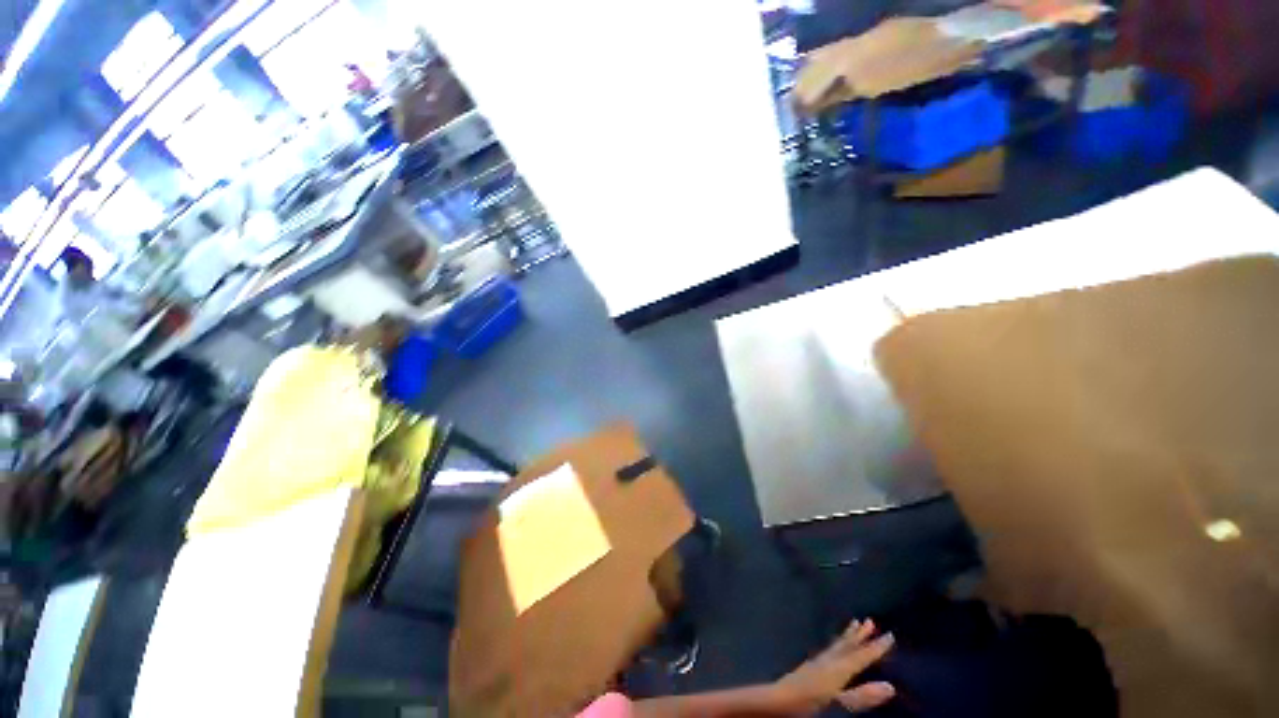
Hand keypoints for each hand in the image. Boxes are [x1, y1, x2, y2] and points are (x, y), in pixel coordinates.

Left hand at [771, 619, 895, 714]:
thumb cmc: (810, 701)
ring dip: (848, 635)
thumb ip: (862, 696)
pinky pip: (830, 649)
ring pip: (838, 644)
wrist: (778, 699)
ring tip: (855, 623)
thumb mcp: (839, 703)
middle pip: (847, 645)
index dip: (876, 647)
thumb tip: (891, 687)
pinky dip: (837, 643)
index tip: (890, 635)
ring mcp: (818, 661)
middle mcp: (829, 660)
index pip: (861, 656)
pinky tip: (835, 645)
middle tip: (870, 620)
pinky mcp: (811, 666)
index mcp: (838, 668)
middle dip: (860, 635)